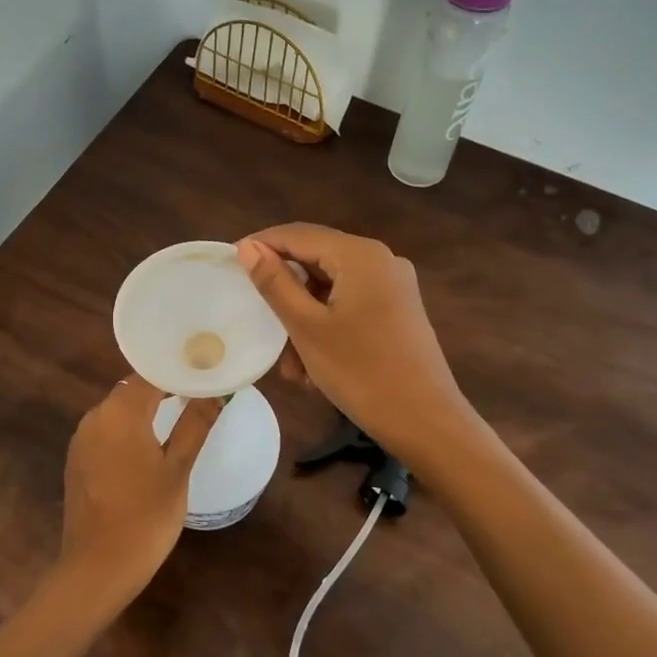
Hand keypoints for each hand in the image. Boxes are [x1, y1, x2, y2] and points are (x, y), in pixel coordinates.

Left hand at [58, 376, 219, 606]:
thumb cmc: (146, 516)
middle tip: (197, 392)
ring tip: (179, 414)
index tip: (204, 372)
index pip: (151, 375)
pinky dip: (128, 429)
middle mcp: (95, 417)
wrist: (97, 567)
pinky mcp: (77, 460)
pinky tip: (149, 444)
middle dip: (163, 388)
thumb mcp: (177, 469)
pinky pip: (106, 431)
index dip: (178, 370)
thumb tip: (215, 392)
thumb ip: (194, 425)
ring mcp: (82, 439)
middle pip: (132, 389)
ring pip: (118, 410)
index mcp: (120, 412)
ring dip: (145, 409)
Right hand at [236, 224, 472, 458]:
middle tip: (259, 323)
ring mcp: (393, 286)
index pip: (298, 234)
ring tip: (290, 366)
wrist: (427, 422)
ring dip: (304, 320)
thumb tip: (247, 247)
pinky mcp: (398, 311)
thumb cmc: (361, 372)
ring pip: (331, 289)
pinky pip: (351, 305)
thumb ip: (275, 283)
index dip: (261, 245)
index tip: (229, 265)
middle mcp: (380, 260)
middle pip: (316, 261)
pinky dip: (326, 326)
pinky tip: (314, 366)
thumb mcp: (307, 327)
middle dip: (285, 294)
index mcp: (360, 255)